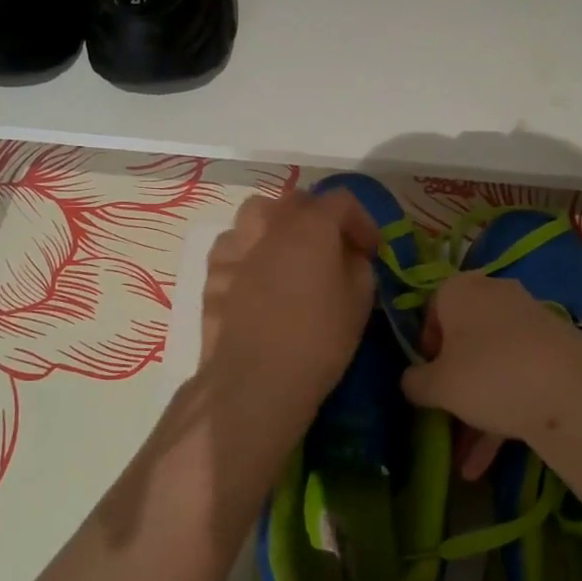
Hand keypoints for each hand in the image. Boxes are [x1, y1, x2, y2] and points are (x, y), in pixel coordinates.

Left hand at [198, 188, 378, 446]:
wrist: (253, 381)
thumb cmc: (317, 340)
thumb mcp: (360, 301)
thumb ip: (359, 265)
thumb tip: (348, 255)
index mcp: (311, 223)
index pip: (342, 199)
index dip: (362, 221)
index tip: (370, 250)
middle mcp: (269, 221)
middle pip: (298, 201)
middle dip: (320, 219)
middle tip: (333, 251)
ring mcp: (235, 242)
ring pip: (260, 214)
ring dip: (280, 227)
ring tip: (290, 257)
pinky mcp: (212, 268)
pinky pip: (236, 243)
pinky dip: (251, 250)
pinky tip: (258, 278)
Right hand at [400, 272, 581, 478]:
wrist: (572, 394)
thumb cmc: (488, 375)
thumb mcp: (437, 385)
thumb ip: (415, 381)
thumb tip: (411, 381)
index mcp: (462, 289)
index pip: (431, 309)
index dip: (424, 346)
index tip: (425, 378)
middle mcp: (497, 296)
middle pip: (465, 340)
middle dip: (453, 385)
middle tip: (443, 417)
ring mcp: (532, 323)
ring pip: (493, 366)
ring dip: (476, 411)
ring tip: (465, 463)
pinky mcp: (558, 352)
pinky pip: (520, 379)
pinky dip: (503, 414)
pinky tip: (488, 463)